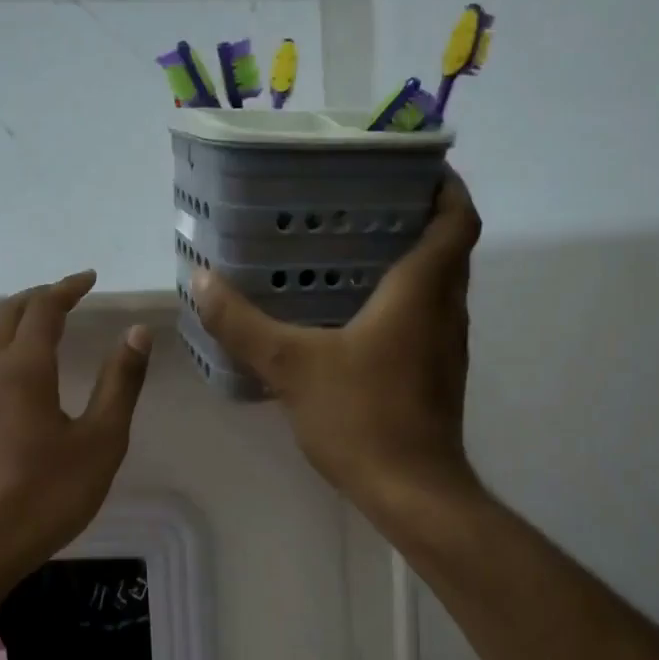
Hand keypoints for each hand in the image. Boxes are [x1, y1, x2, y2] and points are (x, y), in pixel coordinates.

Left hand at [0, 270, 151, 595]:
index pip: (44, 309)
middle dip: (35, 298)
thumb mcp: (101, 441)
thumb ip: (120, 383)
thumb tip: (137, 331)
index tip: (88, 279)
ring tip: (21, 318)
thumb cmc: (47, 496)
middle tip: (62, 295)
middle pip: (5, 316)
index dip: (66, 288)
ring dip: (1, 320)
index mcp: (25, 368)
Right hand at [191, 168, 481, 522]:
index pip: (456, 220)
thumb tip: (202, 281)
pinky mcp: (437, 375)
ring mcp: (446, 347)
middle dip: (418, 219)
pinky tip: (354, 316)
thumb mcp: (291, 365)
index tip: (417, 168)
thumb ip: (243, 323)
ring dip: (411, 262)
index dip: (447, 187)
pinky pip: (427, 319)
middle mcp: (445, 311)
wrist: (411, 491)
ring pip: (439, 286)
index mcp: (421, 292)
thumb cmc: (361, 417)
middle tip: (366, 204)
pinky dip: (402, 302)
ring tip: (354, 251)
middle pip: (449, 249)